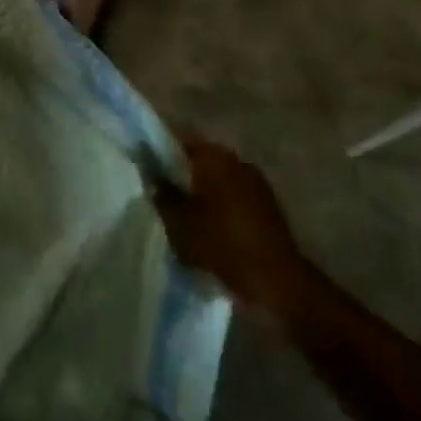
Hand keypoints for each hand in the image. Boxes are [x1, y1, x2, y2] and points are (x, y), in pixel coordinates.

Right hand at [152, 139, 309, 316]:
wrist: (274, 281)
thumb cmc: (220, 243)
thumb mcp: (178, 222)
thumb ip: (162, 195)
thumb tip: (153, 178)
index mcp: (214, 156)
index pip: (180, 140)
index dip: (160, 149)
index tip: (145, 163)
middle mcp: (237, 161)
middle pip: (201, 159)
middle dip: (182, 172)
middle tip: (162, 190)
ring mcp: (256, 183)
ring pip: (219, 179)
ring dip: (203, 190)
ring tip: (184, 212)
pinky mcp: (268, 206)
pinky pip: (235, 197)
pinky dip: (221, 205)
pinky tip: (208, 225)